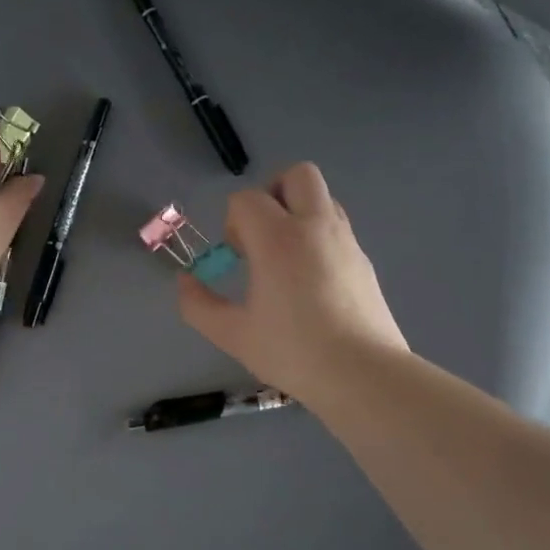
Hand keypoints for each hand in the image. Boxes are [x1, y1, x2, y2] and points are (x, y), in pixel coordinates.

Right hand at [177, 162, 407, 407]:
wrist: (363, 374)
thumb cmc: (293, 351)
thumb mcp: (233, 334)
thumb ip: (198, 305)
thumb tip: (185, 281)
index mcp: (278, 238)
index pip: (247, 198)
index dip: (234, 222)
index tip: (237, 258)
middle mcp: (315, 226)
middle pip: (296, 175)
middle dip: (272, 193)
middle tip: (262, 235)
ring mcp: (345, 240)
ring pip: (322, 197)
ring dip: (298, 212)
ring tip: (285, 258)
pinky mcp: (363, 259)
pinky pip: (337, 227)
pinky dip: (318, 236)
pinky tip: (311, 280)